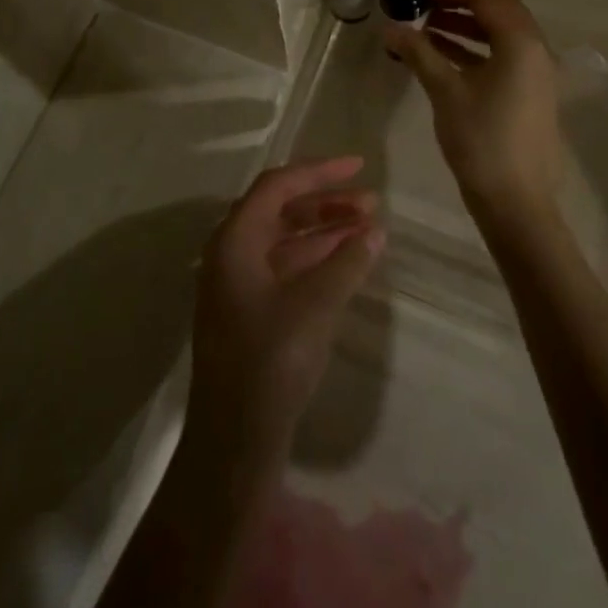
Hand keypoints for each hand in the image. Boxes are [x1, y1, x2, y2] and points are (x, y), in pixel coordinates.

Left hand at [187, 157, 384, 456]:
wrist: (234, 440)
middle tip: (371, 203)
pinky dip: (317, 258)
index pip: (277, 186)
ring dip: (325, 230)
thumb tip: (375, 230)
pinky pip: (287, 266)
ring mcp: (240, 282)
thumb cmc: (270, 362)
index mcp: (234, 240)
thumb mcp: (314, 307)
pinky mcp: (252, 309)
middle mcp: (232, 252)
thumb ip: (346, 263)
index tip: (359, 167)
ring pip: (286, 239)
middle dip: (327, 202)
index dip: (319, 171)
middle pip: (282, 209)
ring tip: (370, 228)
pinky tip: (349, 261)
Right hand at [383, 0, 564, 223]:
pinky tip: (442, 53)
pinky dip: (475, 47)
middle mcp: (536, 50)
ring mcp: (536, 72)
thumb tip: (390, 27)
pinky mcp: (529, 92)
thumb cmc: (481, 140)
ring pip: (501, 33)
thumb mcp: (445, 91)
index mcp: (521, 43)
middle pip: (499, 9)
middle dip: (461, 1)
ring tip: (426, 26)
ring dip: (467, 24)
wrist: (516, 201)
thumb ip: (419, 52)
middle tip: (424, 2)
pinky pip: (502, 55)